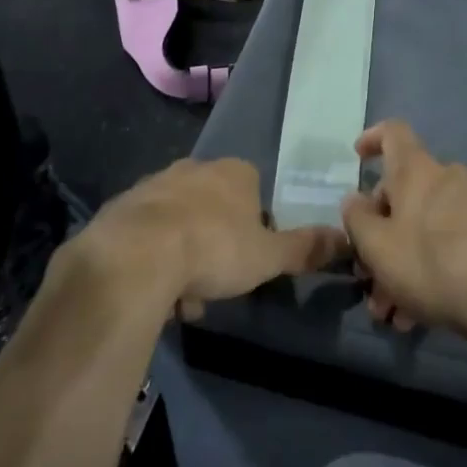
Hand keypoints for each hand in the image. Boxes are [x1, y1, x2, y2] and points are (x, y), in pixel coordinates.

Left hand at [82, 158, 346, 319]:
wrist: (136, 255)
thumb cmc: (214, 249)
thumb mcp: (268, 256)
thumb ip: (304, 248)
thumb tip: (344, 238)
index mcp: (234, 172)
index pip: (253, 189)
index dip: (255, 224)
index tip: (249, 257)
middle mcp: (194, 168)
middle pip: (214, 205)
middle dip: (216, 242)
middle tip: (216, 281)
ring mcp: (155, 184)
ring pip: (179, 220)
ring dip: (184, 253)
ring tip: (183, 297)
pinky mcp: (122, 206)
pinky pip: (146, 232)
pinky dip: (153, 256)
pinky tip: (154, 289)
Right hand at [341, 121, 466, 336]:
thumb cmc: (429, 263)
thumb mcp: (377, 245)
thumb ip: (357, 218)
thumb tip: (355, 199)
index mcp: (416, 170)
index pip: (393, 132)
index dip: (372, 138)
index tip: (357, 158)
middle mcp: (445, 179)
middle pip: (401, 194)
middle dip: (378, 235)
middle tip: (365, 274)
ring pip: (419, 228)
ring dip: (398, 264)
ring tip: (388, 311)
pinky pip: (443, 245)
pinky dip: (424, 272)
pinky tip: (414, 316)